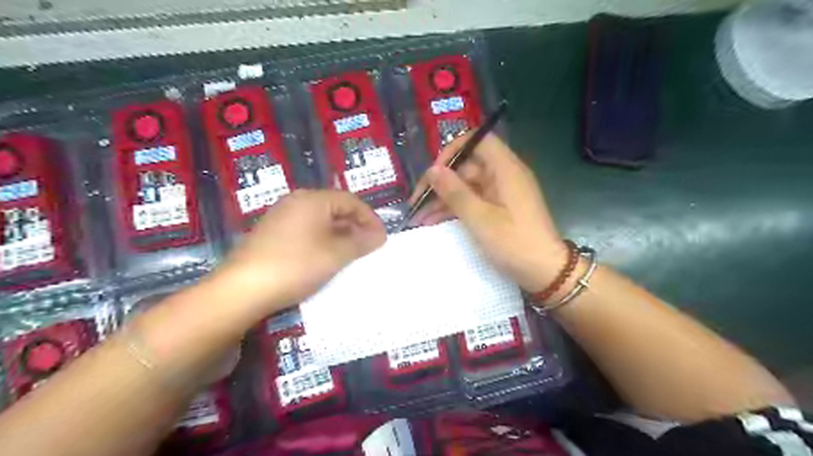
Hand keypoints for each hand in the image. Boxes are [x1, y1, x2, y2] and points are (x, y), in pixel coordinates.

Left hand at [211, 190, 385, 313]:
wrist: (242, 289)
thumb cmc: (296, 265)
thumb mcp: (335, 254)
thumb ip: (361, 242)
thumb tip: (380, 235)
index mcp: (313, 199)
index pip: (351, 201)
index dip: (370, 218)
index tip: (381, 238)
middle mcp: (296, 201)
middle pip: (335, 208)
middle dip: (355, 227)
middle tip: (368, 247)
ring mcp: (280, 217)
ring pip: (320, 221)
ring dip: (339, 235)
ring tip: (350, 254)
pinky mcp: (271, 233)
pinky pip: (305, 231)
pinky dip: (322, 241)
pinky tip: (324, 258)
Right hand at [415, 134, 567, 293]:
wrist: (546, 273)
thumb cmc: (515, 243)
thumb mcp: (480, 218)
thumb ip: (455, 192)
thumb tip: (432, 170)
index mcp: (505, 169)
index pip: (478, 140)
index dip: (453, 151)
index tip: (435, 172)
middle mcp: (503, 175)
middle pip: (467, 166)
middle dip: (441, 183)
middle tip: (417, 203)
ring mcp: (501, 193)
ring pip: (466, 186)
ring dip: (443, 199)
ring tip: (419, 217)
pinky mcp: (499, 209)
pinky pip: (473, 201)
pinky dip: (455, 209)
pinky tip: (434, 221)